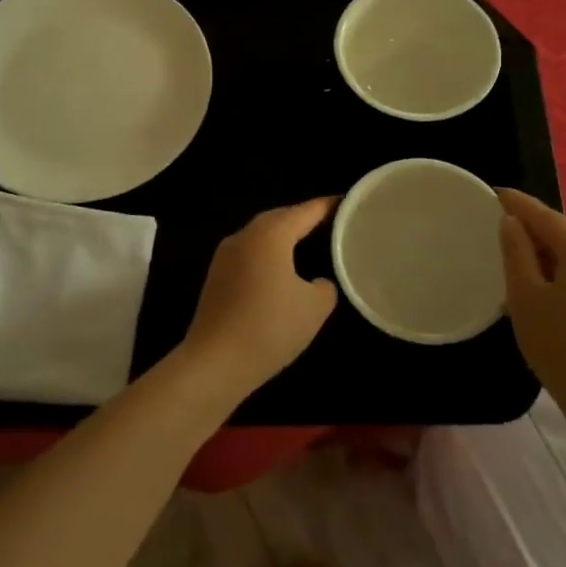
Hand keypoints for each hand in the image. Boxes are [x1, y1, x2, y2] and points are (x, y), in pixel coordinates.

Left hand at [178, 198, 338, 401]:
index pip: (307, 210)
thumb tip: (318, 281)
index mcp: (270, 233)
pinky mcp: (217, 277)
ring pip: (262, 236)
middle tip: (333, 224)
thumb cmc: (270, 327)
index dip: (330, 206)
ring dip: (285, 237)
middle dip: (306, 218)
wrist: (215, 363)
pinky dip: (270, 255)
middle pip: (281, 217)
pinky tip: (283, 271)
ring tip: (312, 244)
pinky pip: (250, 254)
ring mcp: (225, 255)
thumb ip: (326, 286)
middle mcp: (244, 235)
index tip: (350, 203)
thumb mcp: (315, 307)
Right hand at [497, 189, 565, 419]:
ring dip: (547, 253)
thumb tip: (513, 223)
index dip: (516, 202)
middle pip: (563, 232)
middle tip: (498, 229)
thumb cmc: (561, 345)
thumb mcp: (525, 296)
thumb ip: (516, 252)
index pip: (544, 214)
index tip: (493, 193)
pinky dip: (563, 272)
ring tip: (517, 260)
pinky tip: (546, 290)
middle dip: (532, 228)